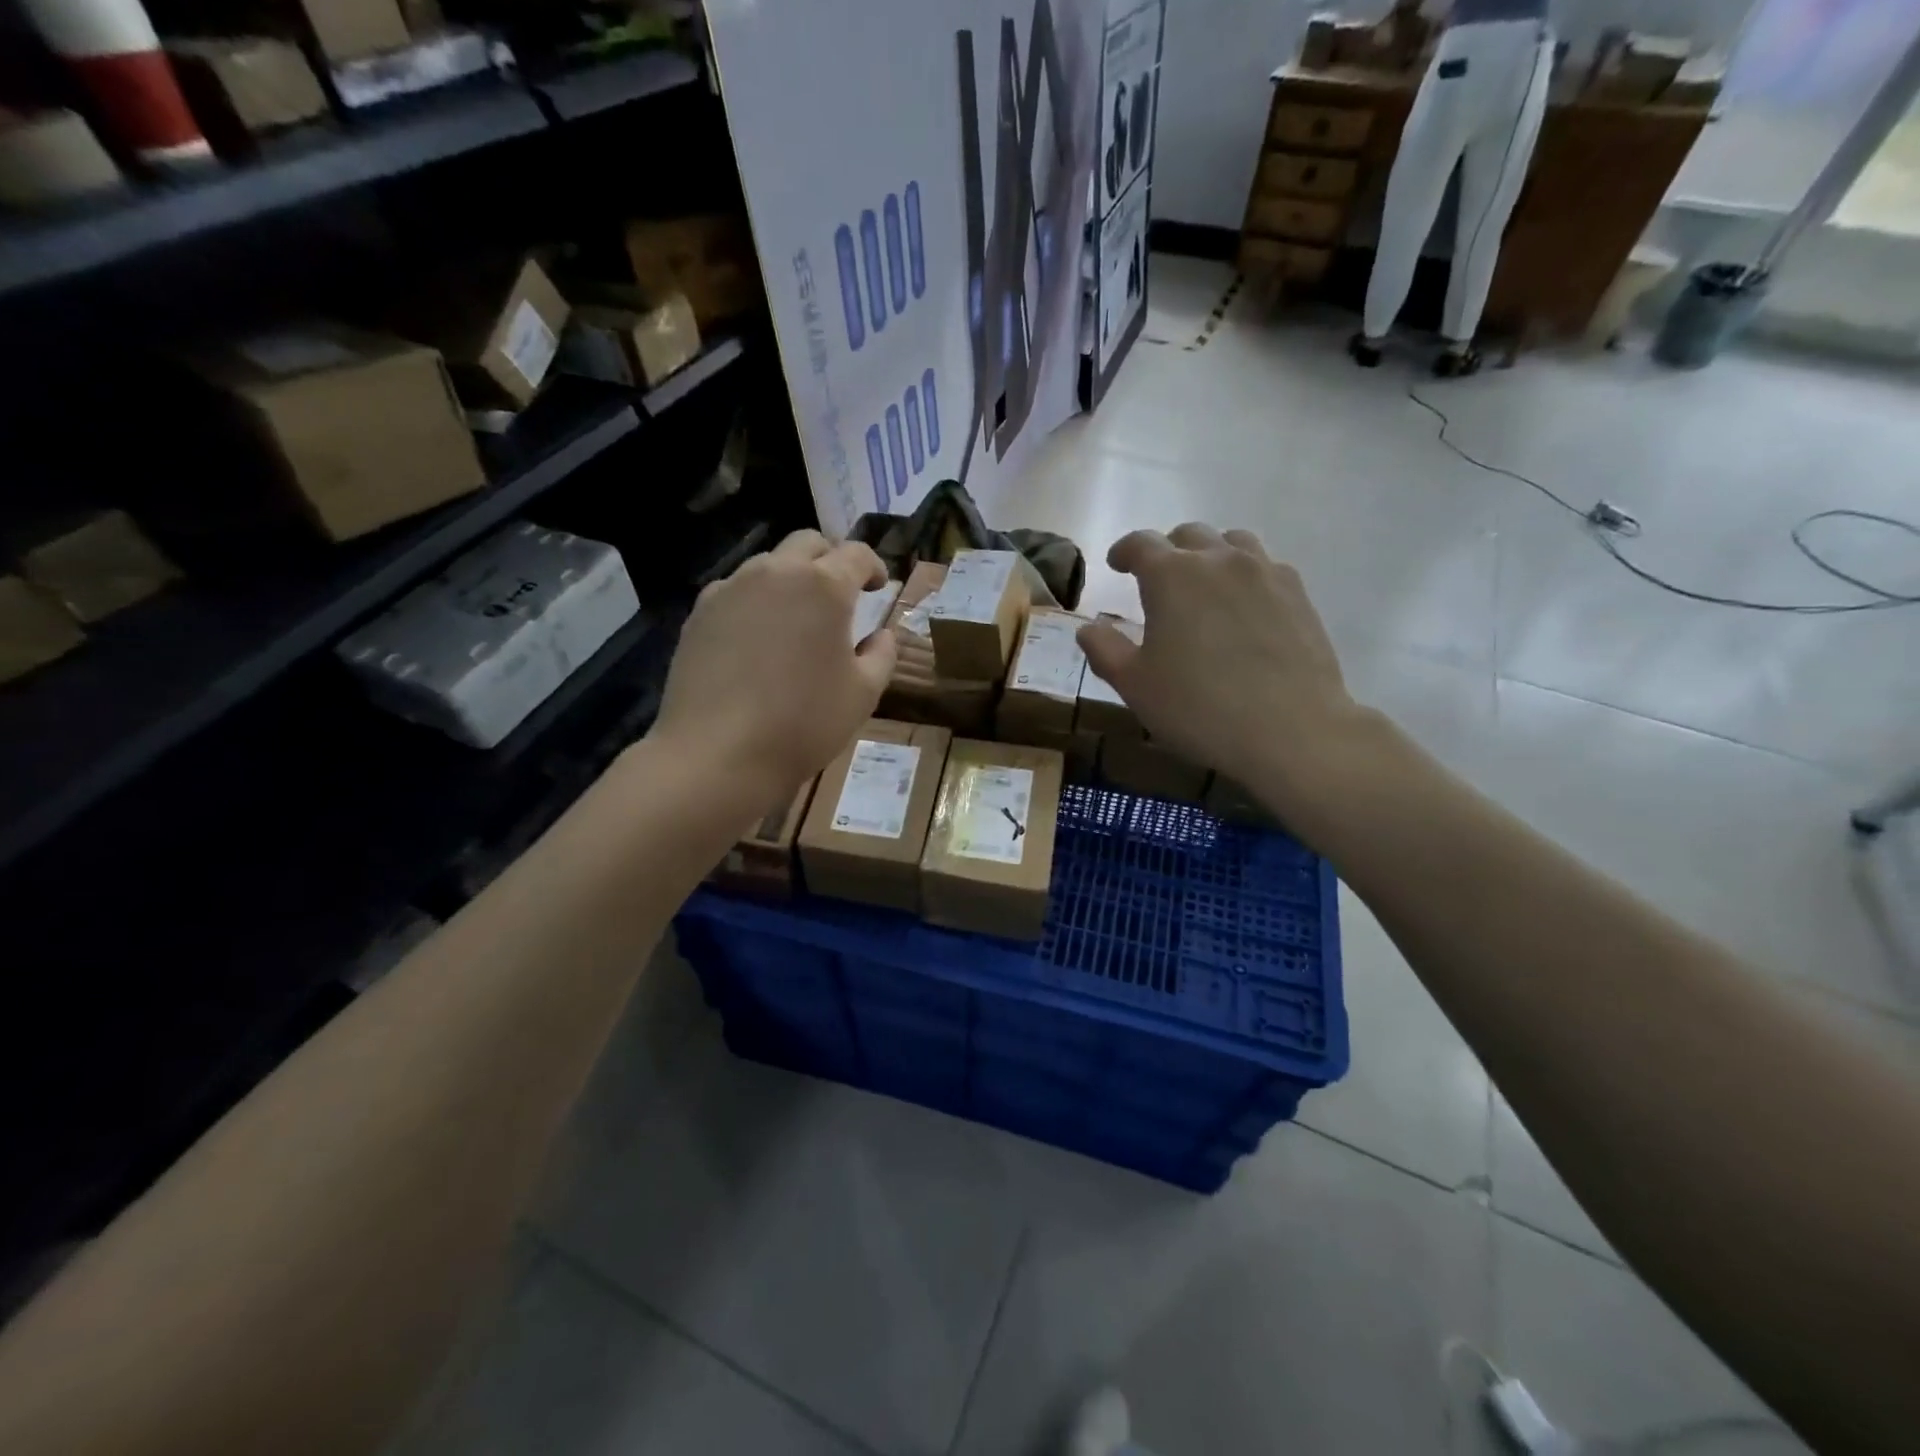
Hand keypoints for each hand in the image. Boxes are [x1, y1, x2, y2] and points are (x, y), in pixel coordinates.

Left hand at [653, 531, 896, 807]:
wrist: (719, 754)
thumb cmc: (804, 723)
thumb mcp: (863, 694)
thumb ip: (882, 654)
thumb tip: (882, 634)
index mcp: (824, 586)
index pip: (856, 553)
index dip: (872, 566)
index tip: (878, 587)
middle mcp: (776, 573)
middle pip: (808, 543)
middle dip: (830, 560)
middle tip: (840, 593)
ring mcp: (731, 589)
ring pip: (767, 564)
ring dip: (790, 578)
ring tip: (796, 617)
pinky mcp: (699, 613)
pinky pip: (735, 591)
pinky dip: (755, 601)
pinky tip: (756, 638)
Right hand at [1077, 524, 1368, 820]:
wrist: (1291, 730)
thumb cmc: (1199, 708)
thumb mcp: (1135, 686)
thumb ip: (1105, 650)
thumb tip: (1089, 628)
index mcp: (1171, 575)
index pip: (1140, 543)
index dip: (1124, 551)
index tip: (1116, 564)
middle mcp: (1219, 560)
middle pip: (1188, 535)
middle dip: (1167, 551)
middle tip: (1157, 580)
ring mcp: (1265, 572)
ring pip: (1232, 542)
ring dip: (1210, 555)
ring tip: (1204, 586)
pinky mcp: (1297, 593)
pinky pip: (1265, 566)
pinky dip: (1245, 575)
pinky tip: (1244, 607)